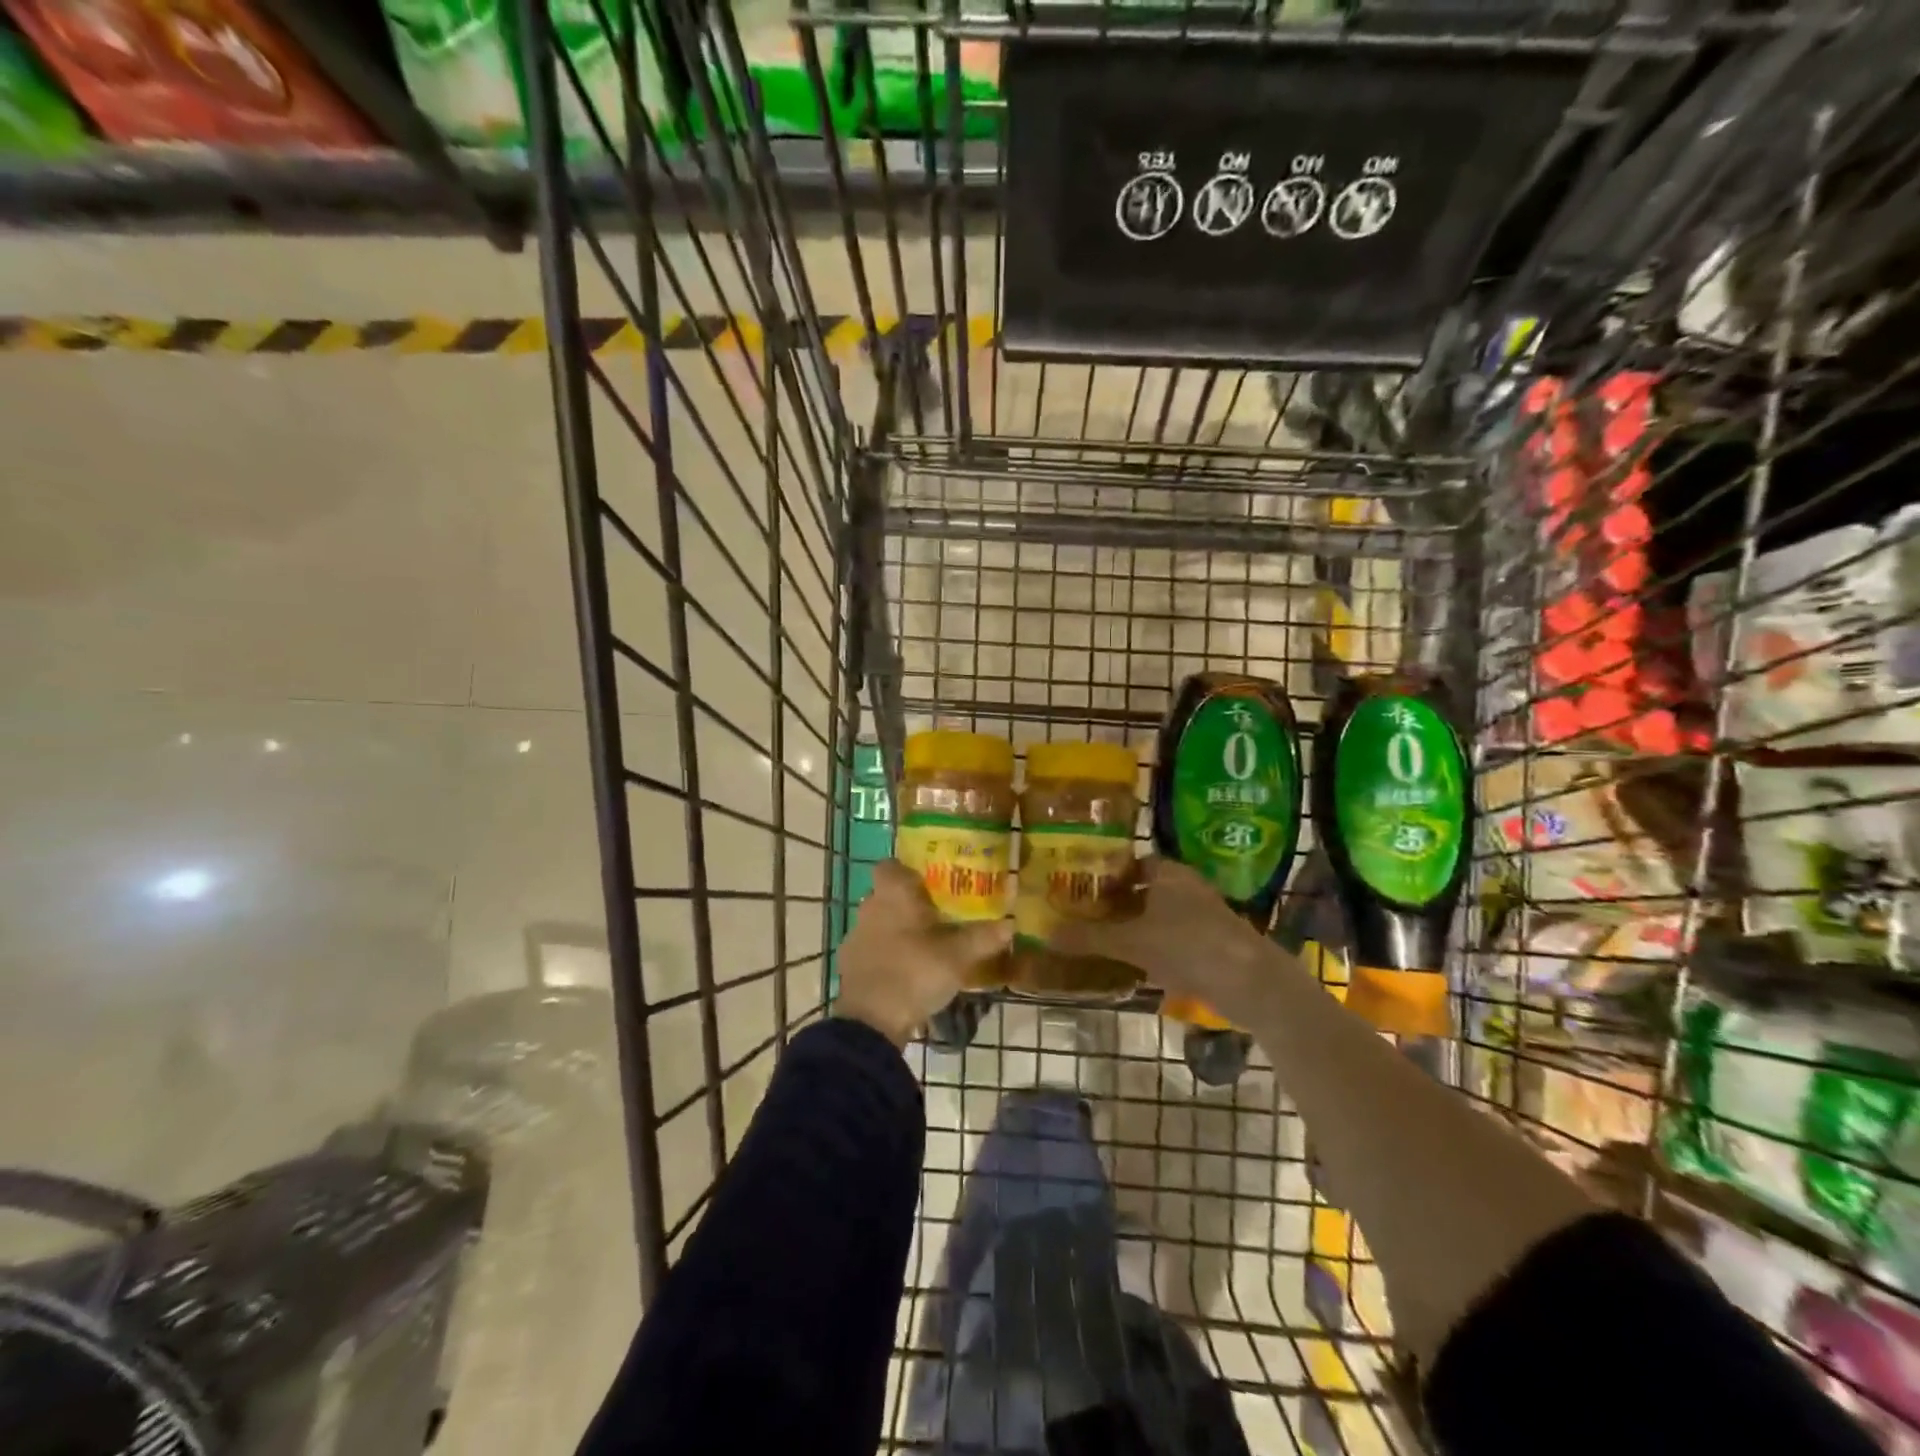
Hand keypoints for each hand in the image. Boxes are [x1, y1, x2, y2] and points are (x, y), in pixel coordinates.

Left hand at [834, 860, 1012, 1046]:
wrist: (870, 1021)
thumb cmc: (914, 972)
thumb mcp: (957, 956)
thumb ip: (983, 937)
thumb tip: (1010, 923)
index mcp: (892, 894)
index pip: (890, 866)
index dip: (908, 871)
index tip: (930, 884)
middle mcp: (869, 908)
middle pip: (888, 896)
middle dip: (910, 904)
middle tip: (939, 916)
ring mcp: (856, 937)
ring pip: (880, 923)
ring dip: (898, 931)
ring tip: (927, 947)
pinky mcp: (850, 965)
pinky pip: (873, 950)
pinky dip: (888, 956)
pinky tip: (908, 972)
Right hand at [1048, 858, 1272, 1025]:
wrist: (1251, 983)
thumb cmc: (1188, 945)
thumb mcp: (1131, 941)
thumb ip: (1090, 937)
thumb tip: (1046, 933)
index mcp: (1168, 872)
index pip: (1130, 863)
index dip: (1105, 874)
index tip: (1078, 888)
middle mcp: (1185, 887)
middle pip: (1142, 891)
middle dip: (1115, 904)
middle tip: (1081, 916)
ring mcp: (1201, 917)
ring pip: (1157, 917)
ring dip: (1133, 928)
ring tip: (1099, 942)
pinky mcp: (1211, 945)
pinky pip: (1171, 941)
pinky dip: (1151, 950)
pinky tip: (1130, 967)